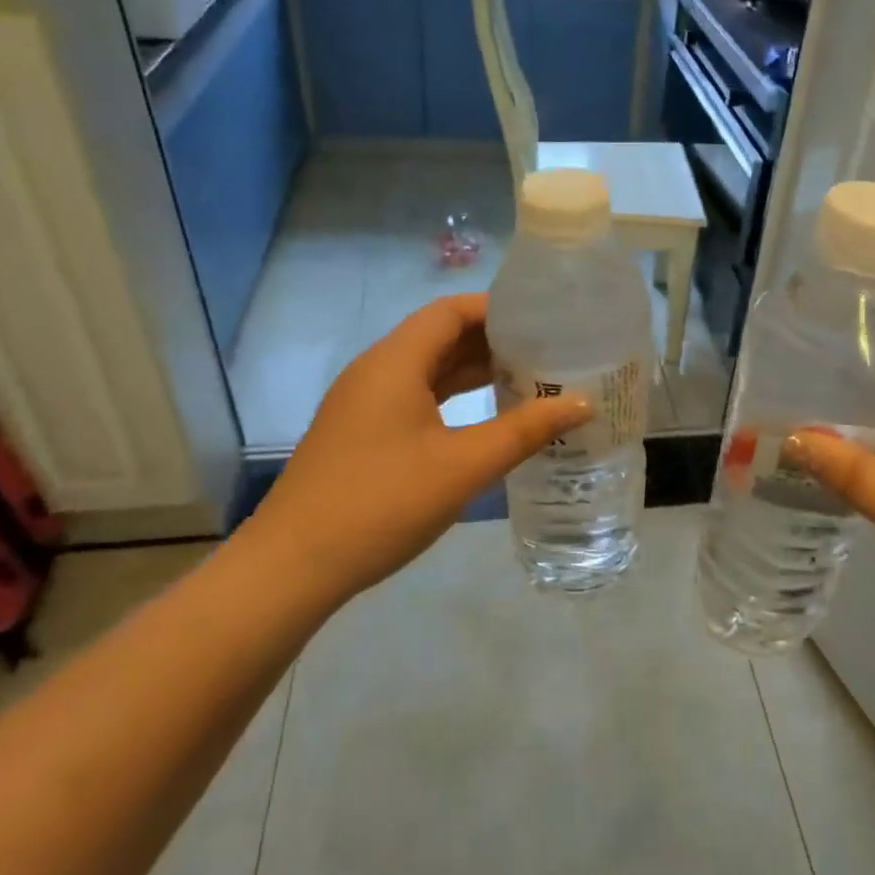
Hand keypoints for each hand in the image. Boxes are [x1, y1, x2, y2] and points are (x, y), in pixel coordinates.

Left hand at [245, 293, 590, 606]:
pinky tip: (486, 417)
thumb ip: (525, 430)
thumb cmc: (382, 503)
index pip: (450, 311)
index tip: (544, 318)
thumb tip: (581, 403)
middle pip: (440, 336)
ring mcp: (364, 404)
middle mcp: (376, 371)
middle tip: (548, 350)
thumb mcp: (464, 466)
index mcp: (395, 362)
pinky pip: (416, 397)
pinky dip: (453, 398)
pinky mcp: (362, 433)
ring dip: (474, 370)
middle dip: (493, 339)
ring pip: (428, 370)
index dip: (498, 308)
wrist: (293, 567)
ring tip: (529, 378)